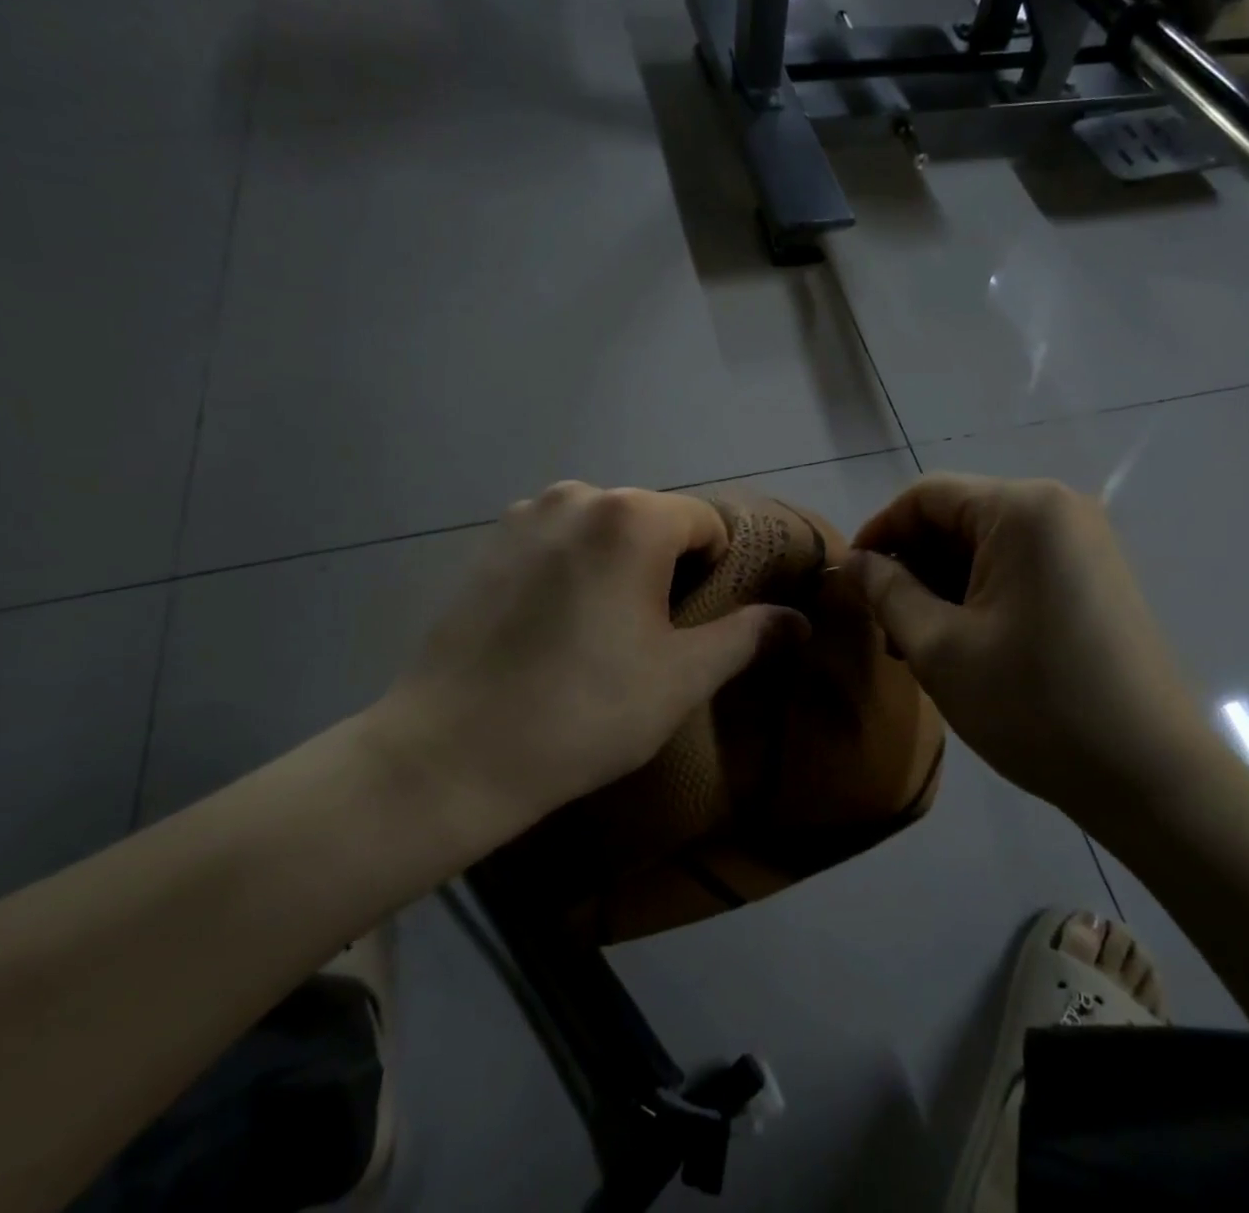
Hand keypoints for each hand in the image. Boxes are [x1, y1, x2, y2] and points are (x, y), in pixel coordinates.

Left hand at [365, 483, 806, 858]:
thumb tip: (798, 621)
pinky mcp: (488, 543)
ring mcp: (524, 515)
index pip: (707, 524)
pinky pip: (559, 541)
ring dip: (620, 566)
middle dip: (668, 568)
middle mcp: (577, 495)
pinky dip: (575, 568)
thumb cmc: (583, 712)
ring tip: (602, 632)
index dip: (718, 572)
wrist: (450, 753)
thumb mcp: (681, 678)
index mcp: (631, 516)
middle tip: (654, 636)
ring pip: (605, 530)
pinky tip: (556, 626)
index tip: (699, 624)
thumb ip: (746, 637)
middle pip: (655, 521)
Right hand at [844, 475, 1222, 825]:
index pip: (926, 496)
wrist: (1150, 775)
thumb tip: (852, 562)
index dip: (879, 532)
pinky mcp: (1093, 577)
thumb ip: (886, 592)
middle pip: (957, 518)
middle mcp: (1057, 509)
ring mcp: (1082, 543)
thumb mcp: (940, 647)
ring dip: (941, 585)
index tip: (849, 580)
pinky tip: (961, 643)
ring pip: (985, 547)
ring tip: (916, 643)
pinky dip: (979, 595)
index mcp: (1023, 509)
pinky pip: (1017, 567)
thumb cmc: (1034, 704)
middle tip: (885, 625)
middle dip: (912, 566)